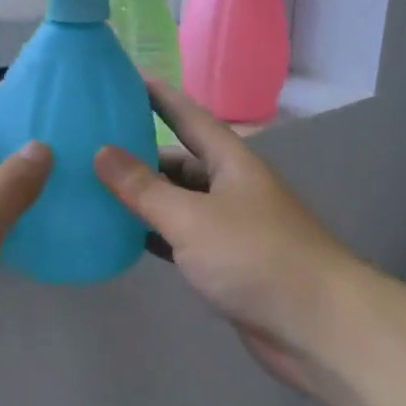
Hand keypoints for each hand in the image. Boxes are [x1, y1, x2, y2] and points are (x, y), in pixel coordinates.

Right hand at [94, 81, 362, 396]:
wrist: (315, 326)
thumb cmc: (254, 256)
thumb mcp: (191, 217)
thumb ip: (144, 188)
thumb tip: (102, 152)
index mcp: (232, 163)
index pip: (190, 118)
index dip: (160, 98)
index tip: (127, 78)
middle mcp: (232, 188)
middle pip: (180, 163)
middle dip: (140, 155)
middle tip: (90, 148)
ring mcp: (230, 228)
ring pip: (178, 203)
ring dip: (144, 199)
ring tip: (95, 189)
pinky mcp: (226, 265)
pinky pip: (182, 239)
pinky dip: (154, 235)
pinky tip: (122, 236)